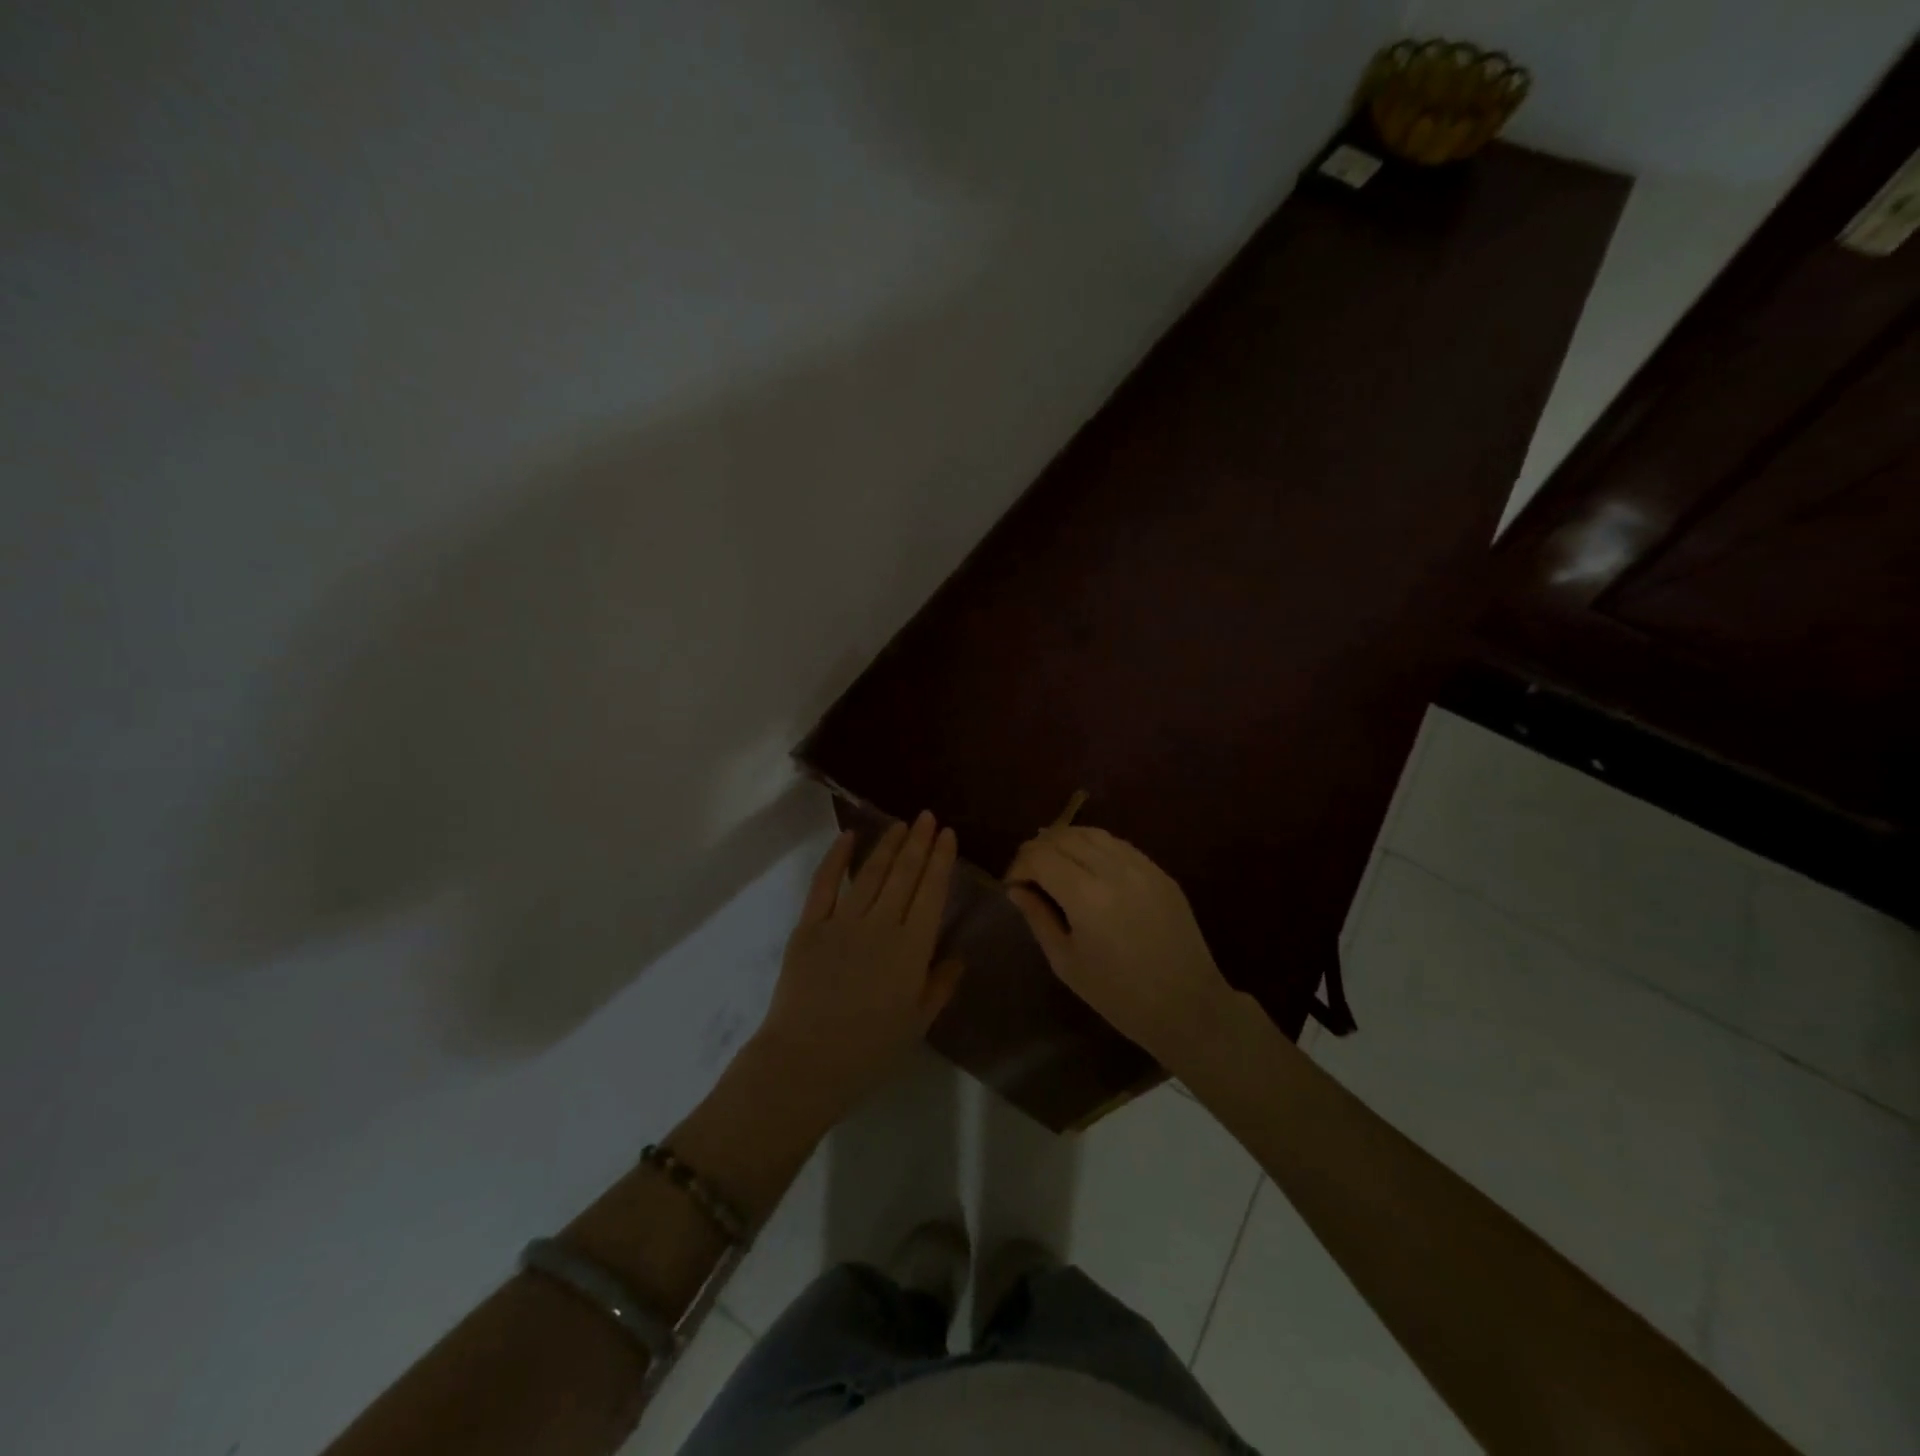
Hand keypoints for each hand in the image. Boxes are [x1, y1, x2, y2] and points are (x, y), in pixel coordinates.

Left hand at [755, 812, 962, 1118]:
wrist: (807, 1061)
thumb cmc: (869, 1050)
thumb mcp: (918, 1023)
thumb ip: (940, 985)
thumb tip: (957, 956)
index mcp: (913, 948)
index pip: (932, 891)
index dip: (941, 860)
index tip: (947, 834)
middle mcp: (882, 925)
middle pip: (904, 874)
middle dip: (919, 842)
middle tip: (927, 817)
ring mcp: (843, 922)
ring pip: (870, 873)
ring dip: (887, 845)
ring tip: (900, 824)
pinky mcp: (810, 925)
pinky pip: (824, 883)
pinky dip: (836, 857)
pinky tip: (848, 837)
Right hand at [1006, 826, 1235, 1070]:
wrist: (1187, 1006)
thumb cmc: (1119, 995)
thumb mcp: (1066, 962)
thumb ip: (1038, 918)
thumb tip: (1016, 890)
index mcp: (1085, 895)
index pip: (1039, 856)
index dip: (1019, 865)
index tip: (1013, 886)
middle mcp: (1113, 869)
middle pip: (1063, 837)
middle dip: (1038, 850)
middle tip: (1028, 875)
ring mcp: (1141, 866)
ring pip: (1092, 833)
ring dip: (1066, 842)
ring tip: (1055, 864)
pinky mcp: (1159, 871)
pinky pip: (1118, 845)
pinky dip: (1094, 847)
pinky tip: (1088, 867)